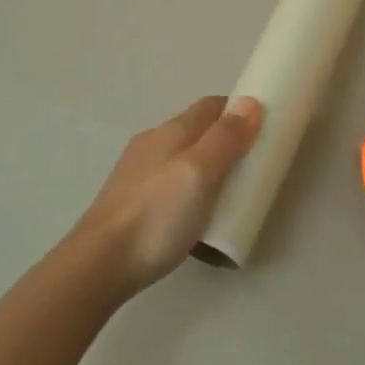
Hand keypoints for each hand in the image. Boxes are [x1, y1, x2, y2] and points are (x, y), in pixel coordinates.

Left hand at [71, 96, 263, 296]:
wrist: (100, 263)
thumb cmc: (158, 214)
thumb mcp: (200, 173)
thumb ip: (225, 138)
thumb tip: (250, 102)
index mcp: (172, 131)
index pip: (211, 106)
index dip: (239, 111)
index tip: (264, 129)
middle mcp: (153, 143)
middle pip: (197, 130)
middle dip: (226, 140)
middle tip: (253, 166)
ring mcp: (138, 172)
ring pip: (183, 157)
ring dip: (208, 166)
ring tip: (229, 193)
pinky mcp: (131, 200)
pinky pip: (170, 182)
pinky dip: (190, 187)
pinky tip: (196, 212)